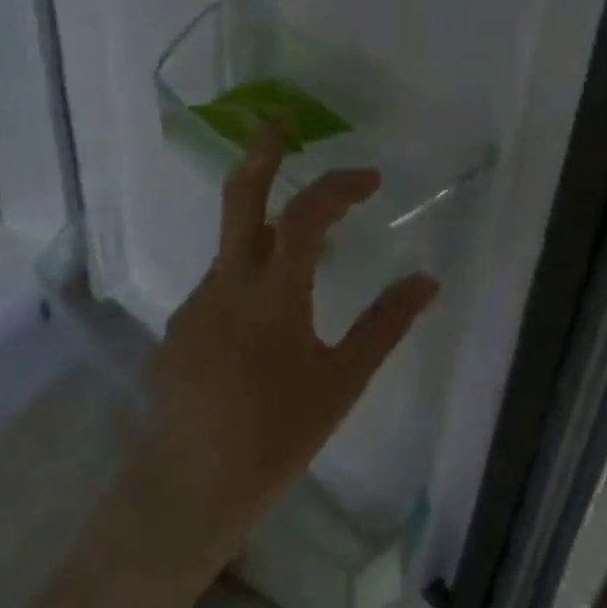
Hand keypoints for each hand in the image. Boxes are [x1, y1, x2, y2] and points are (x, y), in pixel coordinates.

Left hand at [138, 122, 439, 562]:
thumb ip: (384, 326)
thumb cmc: (276, 438)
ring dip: (267, 232)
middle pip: (240, 197)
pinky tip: (266, 325)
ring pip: (234, 247)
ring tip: (305, 260)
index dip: (338, 186)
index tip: (370, 179)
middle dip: (262, 152)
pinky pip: (221, 284)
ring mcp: (195, 302)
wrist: (190, 487)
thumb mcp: (341, 383)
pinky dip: (249, 278)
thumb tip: (427, 281)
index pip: (305, 217)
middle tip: (281, 120)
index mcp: (273, 295)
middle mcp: (226, 284)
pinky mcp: (180, 325)